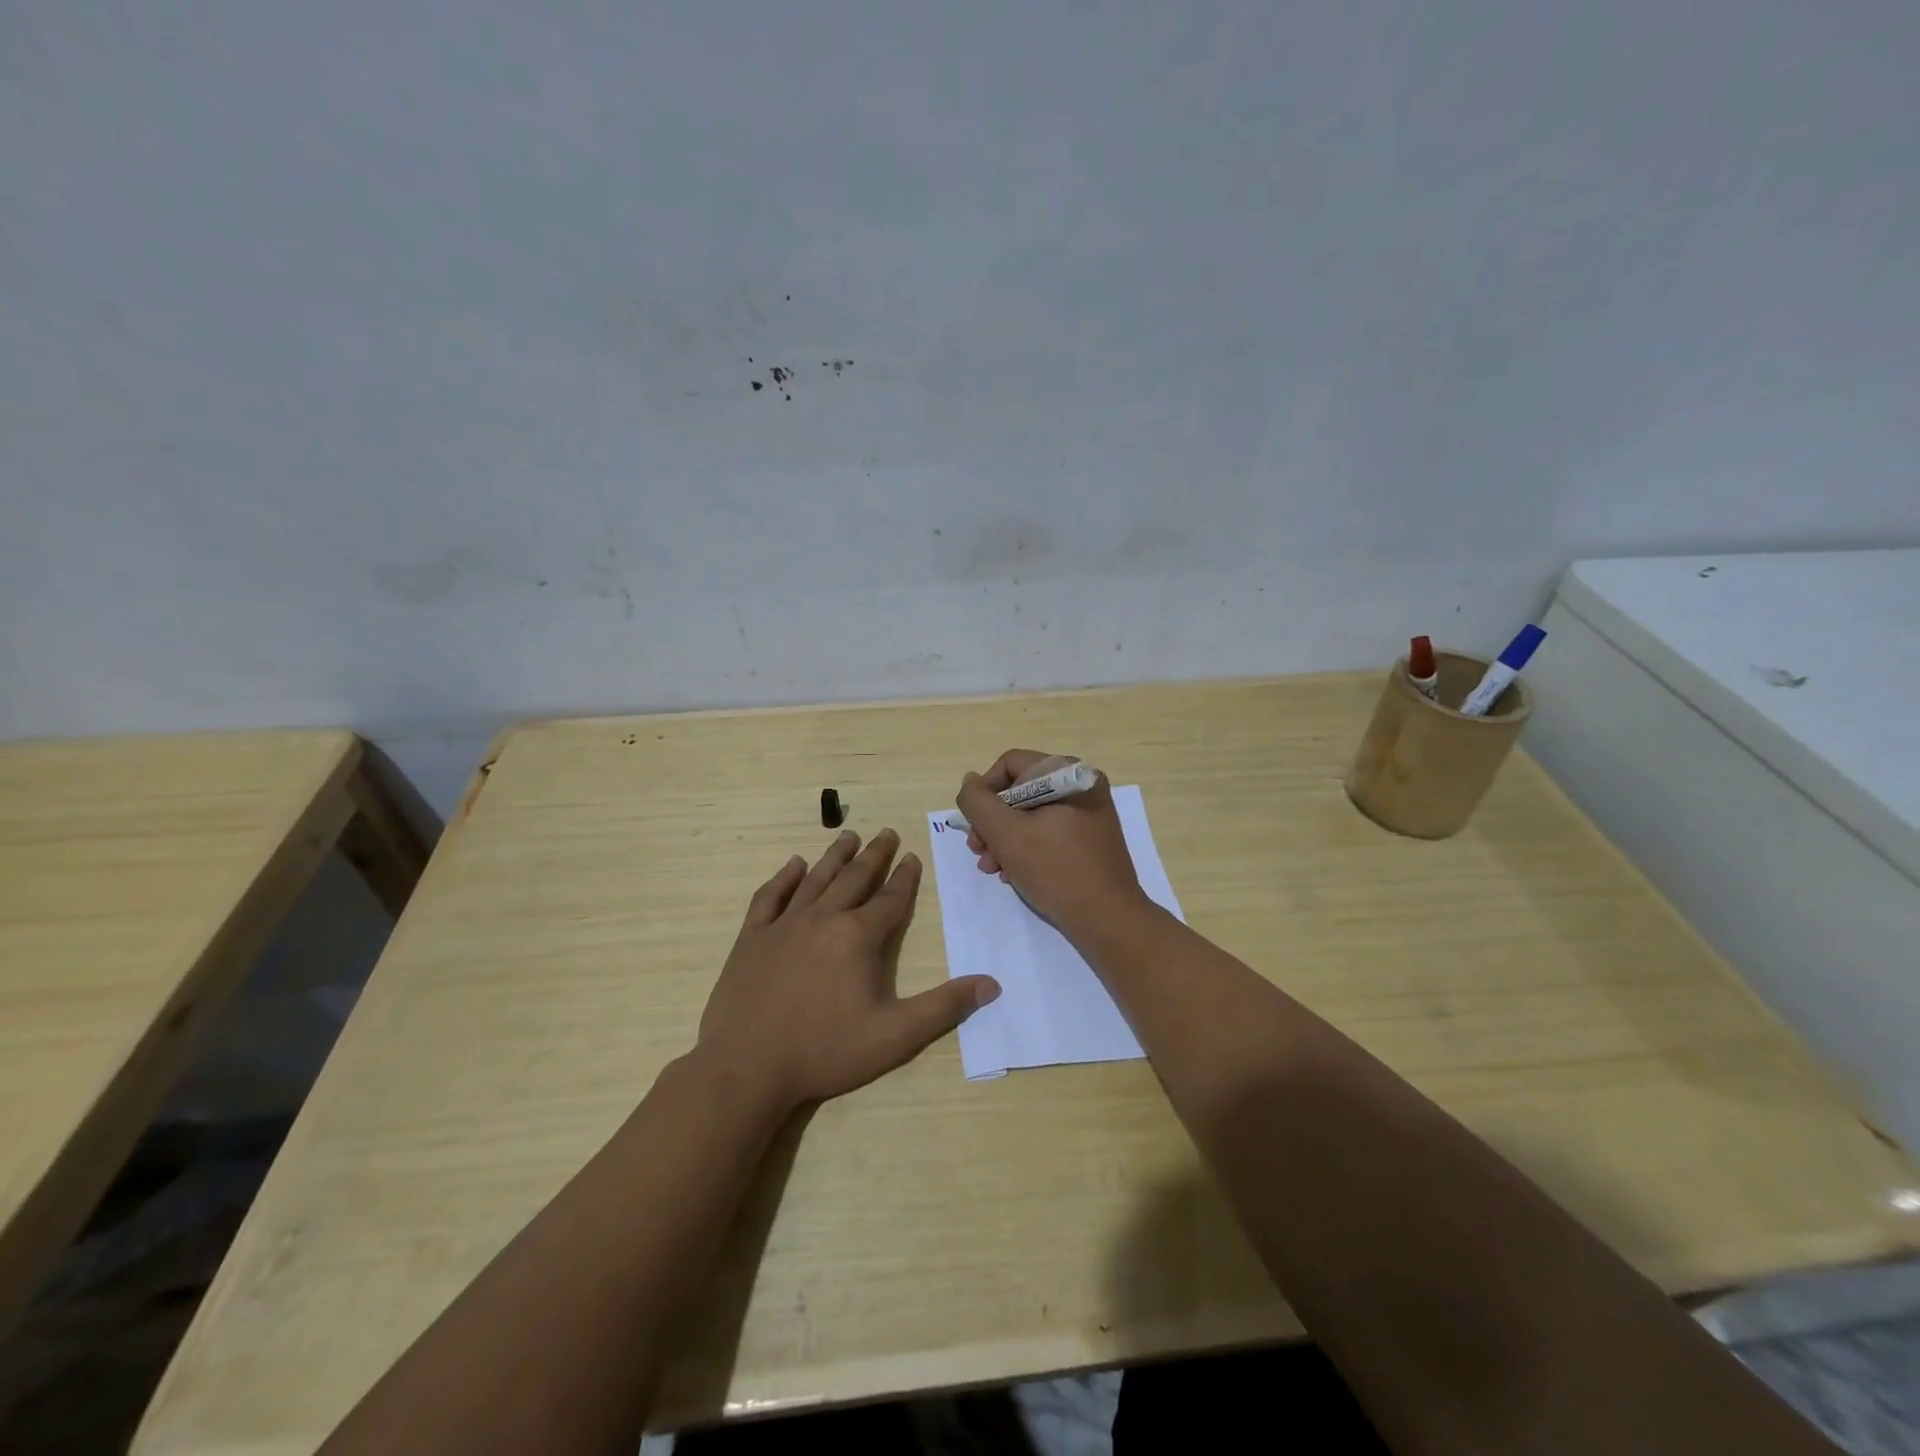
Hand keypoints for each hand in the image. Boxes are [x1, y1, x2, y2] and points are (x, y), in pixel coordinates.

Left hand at [697, 829, 999, 1111]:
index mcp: (858, 937)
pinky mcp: (752, 937)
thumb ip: (944, 1007)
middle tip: (886, 833)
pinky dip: (784, 877)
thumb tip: (992, 985)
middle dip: (874, 855)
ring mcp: (783, 925)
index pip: (890, 899)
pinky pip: (770, 896)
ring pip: (815, 879)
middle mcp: (823, 918)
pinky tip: (794, 865)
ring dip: (835, 856)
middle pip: (855, 878)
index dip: (905, 877)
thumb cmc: (825, 1052)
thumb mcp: (895, 1036)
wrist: (746, 1068)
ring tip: (849, 835)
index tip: (912, 856)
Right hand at [956, 749, 1150, 937]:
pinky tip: (1012, 873)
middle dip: (993, 822)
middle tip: (978, 851)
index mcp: (1068, 773)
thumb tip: (970, 781)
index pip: (1010, 764)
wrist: (1107, 919)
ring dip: (1004, 839)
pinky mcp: (1090, 839)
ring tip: (992, 868)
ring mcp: (1088, 813)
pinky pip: (1048, 831)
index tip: (975, 825)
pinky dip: (1026, 848)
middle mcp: (1082, 785)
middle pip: (1019, 790)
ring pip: (1031, 814)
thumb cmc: (1055, 869)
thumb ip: (978, 802)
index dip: (985, 792)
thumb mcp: (1005, 833)